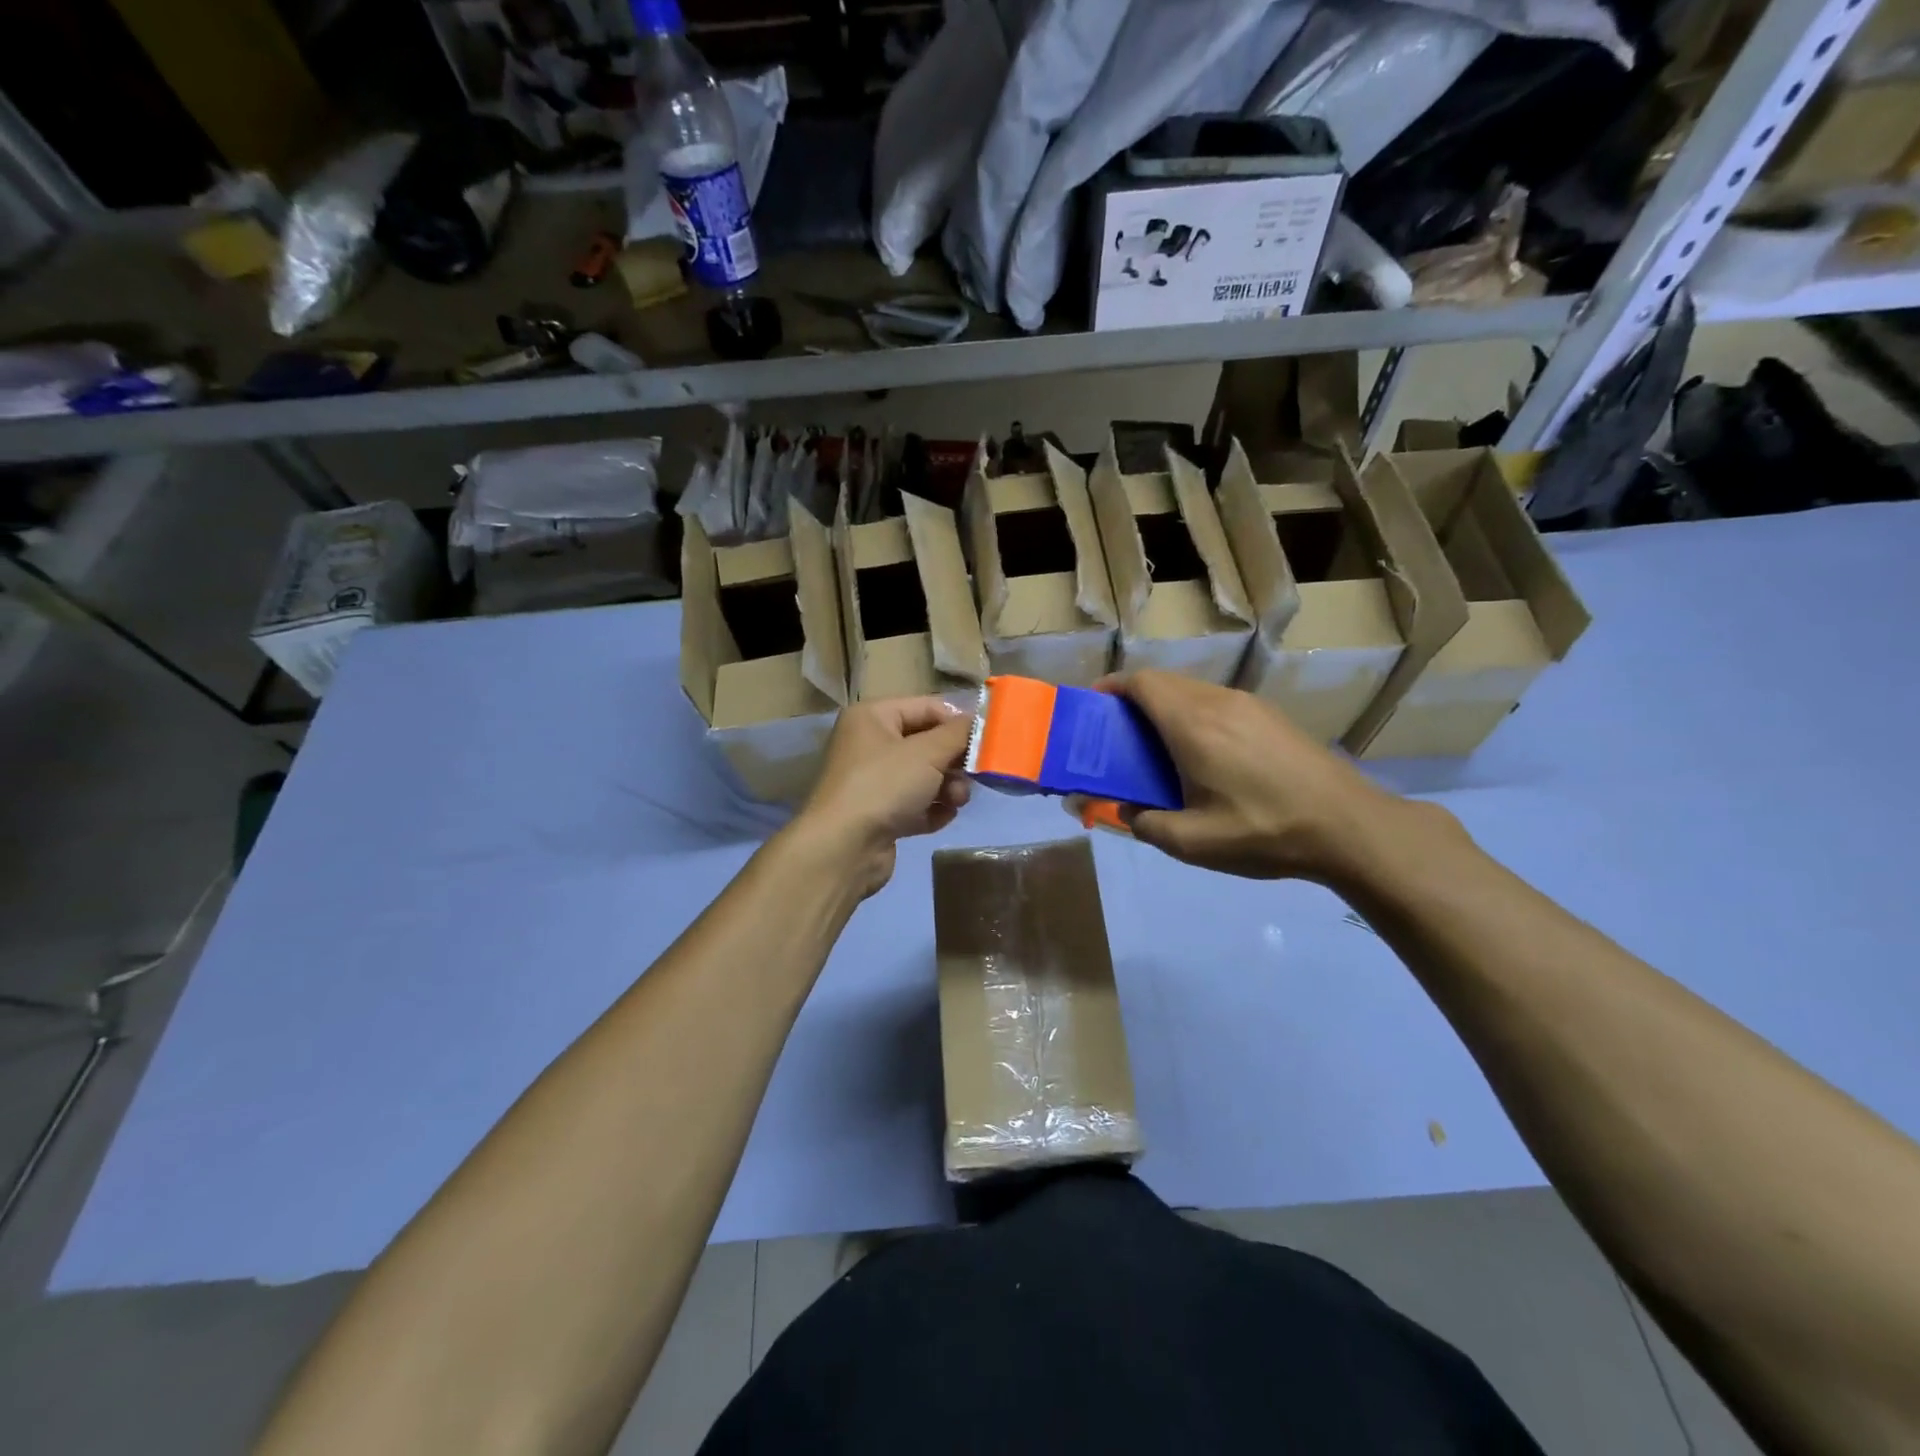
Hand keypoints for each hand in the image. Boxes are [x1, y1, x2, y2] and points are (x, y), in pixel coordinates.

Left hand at [793, 696, 972, 897]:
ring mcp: (873, 782)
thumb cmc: (884, 785)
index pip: (928, 707)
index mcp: (873, 717)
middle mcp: (870, 744)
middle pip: (928, 744)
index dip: (958, 722)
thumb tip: (980, 721)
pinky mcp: (880, 815)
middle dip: (955, 761)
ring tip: (956, 801)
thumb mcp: (928, 752)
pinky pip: (917, 805)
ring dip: (948, 788)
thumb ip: (959, 733)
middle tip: (974, 776)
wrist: (844, 848)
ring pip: (925, 776)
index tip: (986, 742)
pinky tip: (940, 818)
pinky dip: (932, 810)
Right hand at [1101, 670, 1403, 882]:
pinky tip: (1204, 754)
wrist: (1349, 827)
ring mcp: (1249, 705)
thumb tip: (1123, 811)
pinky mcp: (1271, 716)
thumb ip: (1145, 824)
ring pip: (1193, 690)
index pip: (1142, 683)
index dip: (1112, 687)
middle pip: (1164, 682)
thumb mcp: (1193, 843)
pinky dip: (1194, 715)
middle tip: (1120, 736)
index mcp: (1193, 725)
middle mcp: (1218, 702)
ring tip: (1158, 748)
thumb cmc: (1264, 832)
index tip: (1094, 707)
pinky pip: (1218, 702)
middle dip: (1134, 700)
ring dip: (1166, 708)